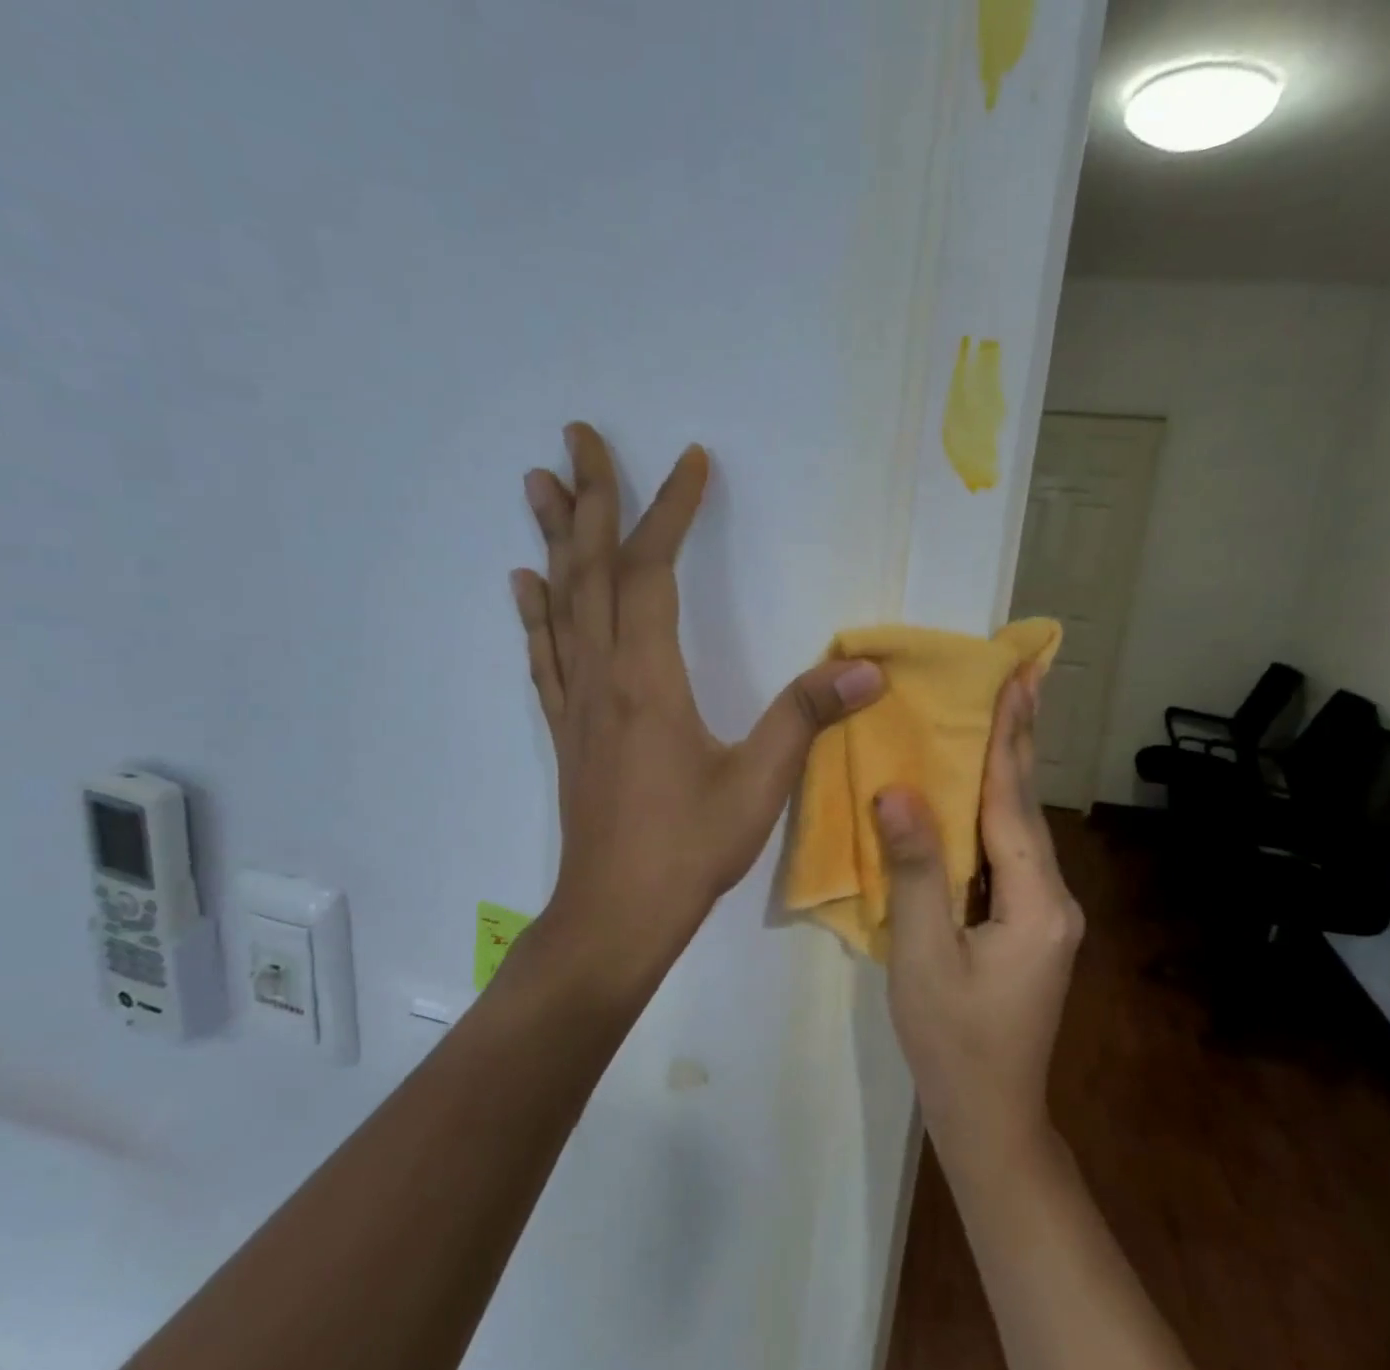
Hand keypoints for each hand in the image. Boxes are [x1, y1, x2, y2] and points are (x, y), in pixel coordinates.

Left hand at [511, 423, 884, 986]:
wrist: (614, 913)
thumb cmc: (686, 850)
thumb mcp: (759, 785)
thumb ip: (805, 718)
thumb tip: (865, 667)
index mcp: (647, 679)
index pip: (651, 571)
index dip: (669, 510)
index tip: (689, 462)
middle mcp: (602, 676)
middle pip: (590, 569)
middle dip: (589, 497)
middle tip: (576, 436)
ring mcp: (577, 701)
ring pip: (560, 602)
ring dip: (552, 539)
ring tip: (538, 484)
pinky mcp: (568, 728)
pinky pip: (546, 654)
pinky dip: (536, 612)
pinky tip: (525, 584)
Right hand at [874, 671, 1084, 1171]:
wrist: (989, 1118)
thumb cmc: (952, 1041)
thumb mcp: (921, 955)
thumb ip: (914, 871)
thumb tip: (896, 792)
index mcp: (1035, 903)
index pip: (1014, 805)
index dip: (1008, 741)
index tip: (1016, 681)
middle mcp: (1052, 900)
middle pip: (1026, 808)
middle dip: (1019, 742)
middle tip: (1020, 679)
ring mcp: (1044, 914)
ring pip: (1018, 830)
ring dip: (1005, 774)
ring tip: (998, 719)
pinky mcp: (1027, 926)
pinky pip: (1006, 856)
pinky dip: (990, 814)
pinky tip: (973, 795)